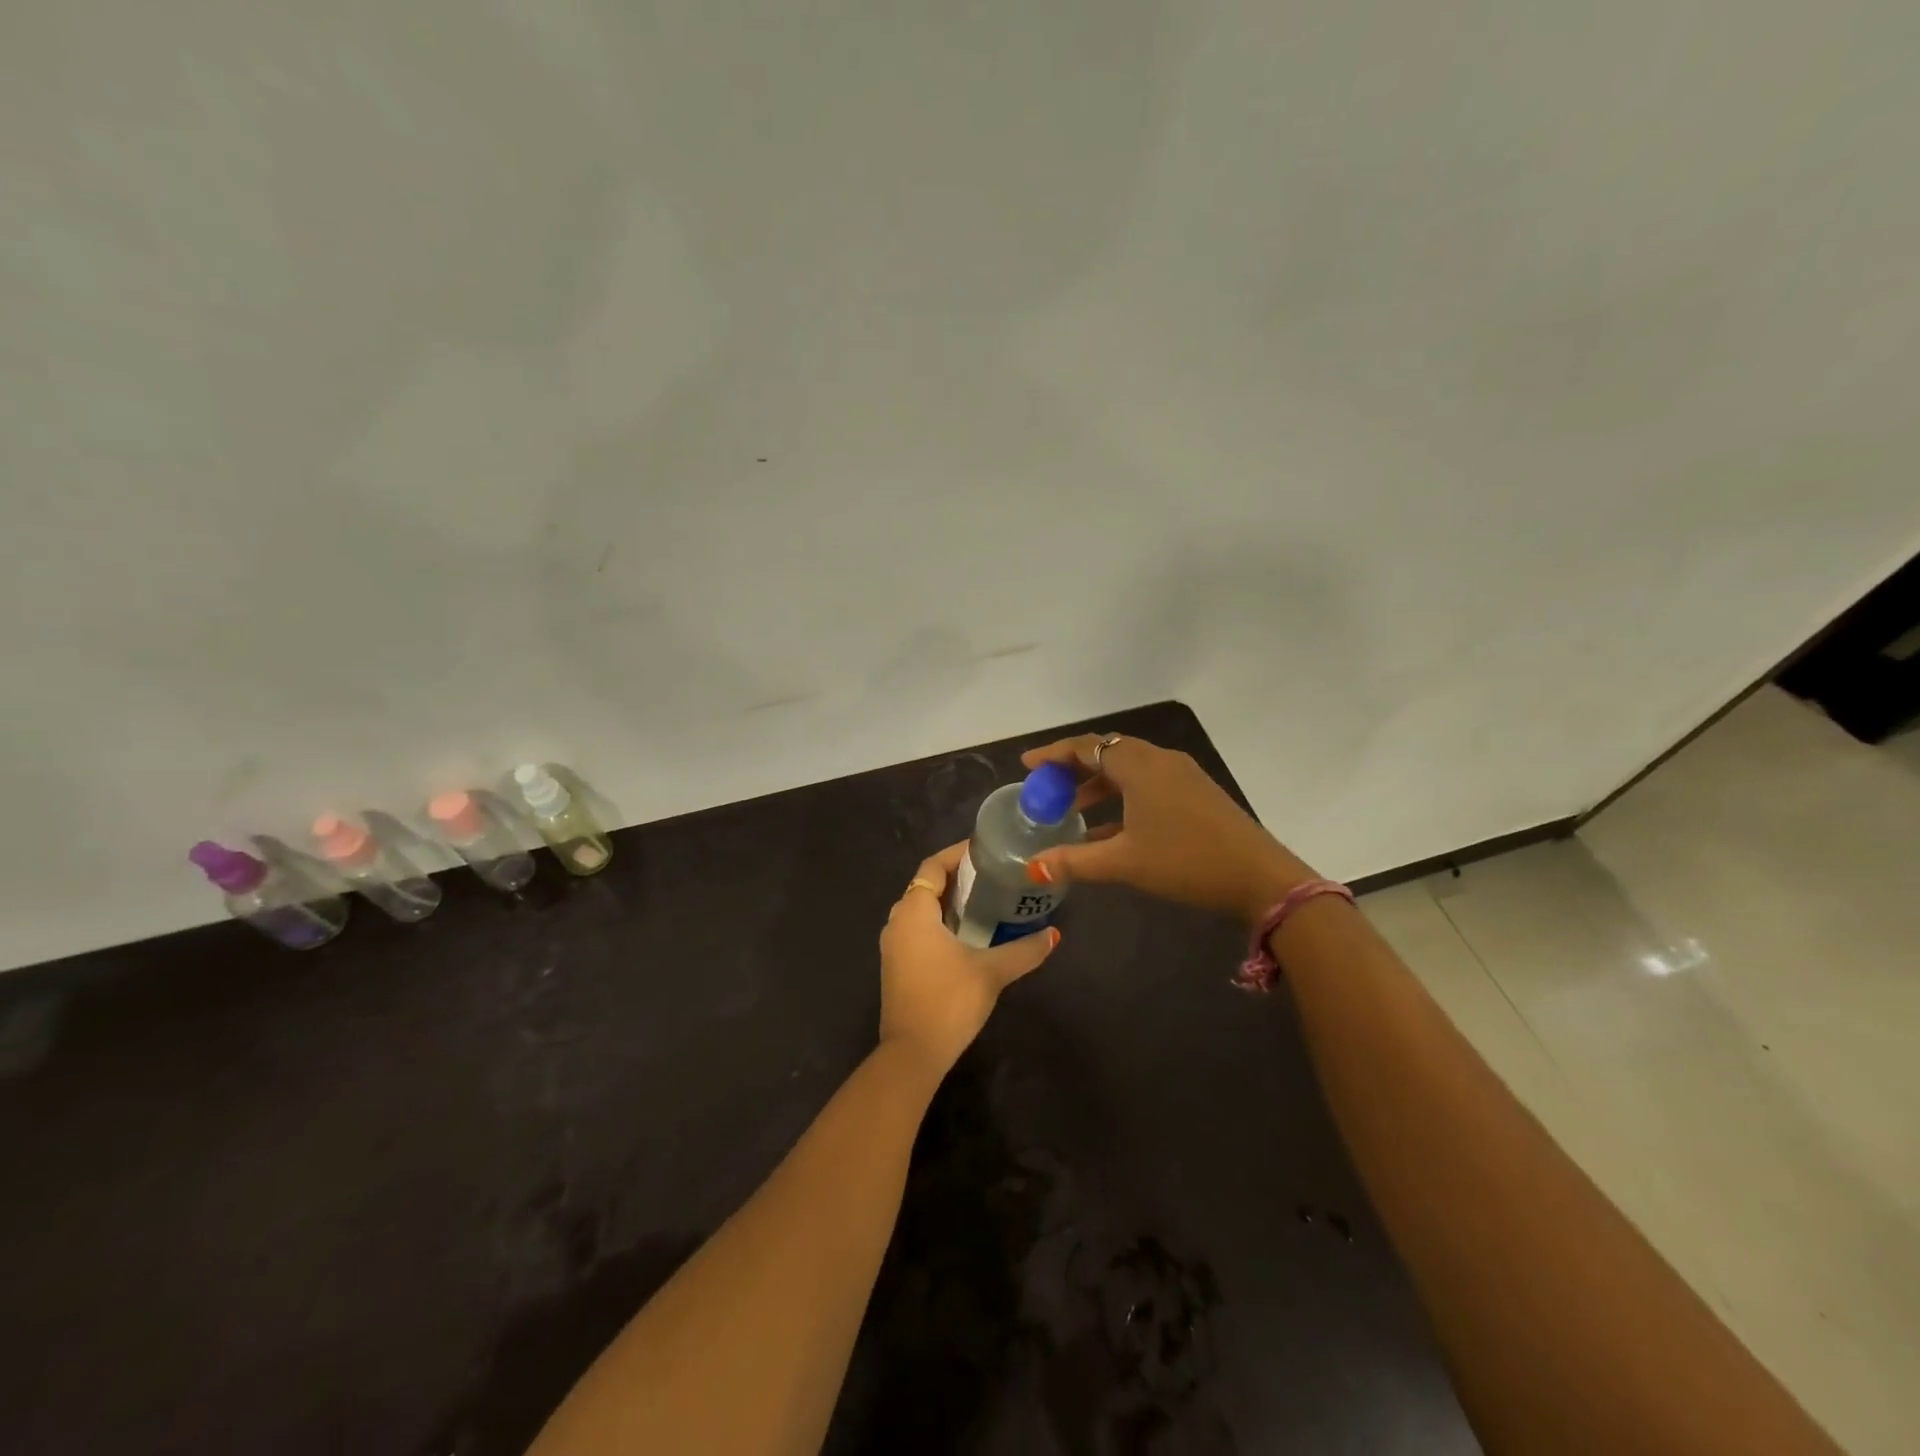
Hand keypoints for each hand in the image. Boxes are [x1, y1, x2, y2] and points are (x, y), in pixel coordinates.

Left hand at [878, 841, 1060, 1076]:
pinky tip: (967, 936)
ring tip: (984, 902)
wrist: (912, 1053)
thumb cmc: (949, 1001)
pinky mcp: (896, 966)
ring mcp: (893, 946)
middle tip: (991, 876)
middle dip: (956, 878)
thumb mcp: (992, 972)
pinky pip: (917, 931)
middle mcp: (897, 922)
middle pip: (926, 886)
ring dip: (948, 903)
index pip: (933, 866)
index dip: (957, 855)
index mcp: (914, 912)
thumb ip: (1024, 950)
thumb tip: (1054, 935)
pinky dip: (939, 924)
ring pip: (921, 910)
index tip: (985, 851)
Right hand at [1020, 734, 1316, 925]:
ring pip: (1129, 768)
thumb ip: (1074, 861)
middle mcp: (1160, 761)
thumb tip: (1032, 868)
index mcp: (1139, 766)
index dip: (1054, 754)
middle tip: (1047, 786)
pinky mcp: (1197, 793)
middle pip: (1107, 752)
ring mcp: (1182, 775)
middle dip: (1074, 768)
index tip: (1027, 765)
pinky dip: (1123, 796)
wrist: (1259, 877)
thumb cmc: (1185, 861)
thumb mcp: (1124, 862)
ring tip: (1072, 808)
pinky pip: (1148, 783)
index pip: (1087, 746)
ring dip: (1098, 784)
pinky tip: (1110, 828)